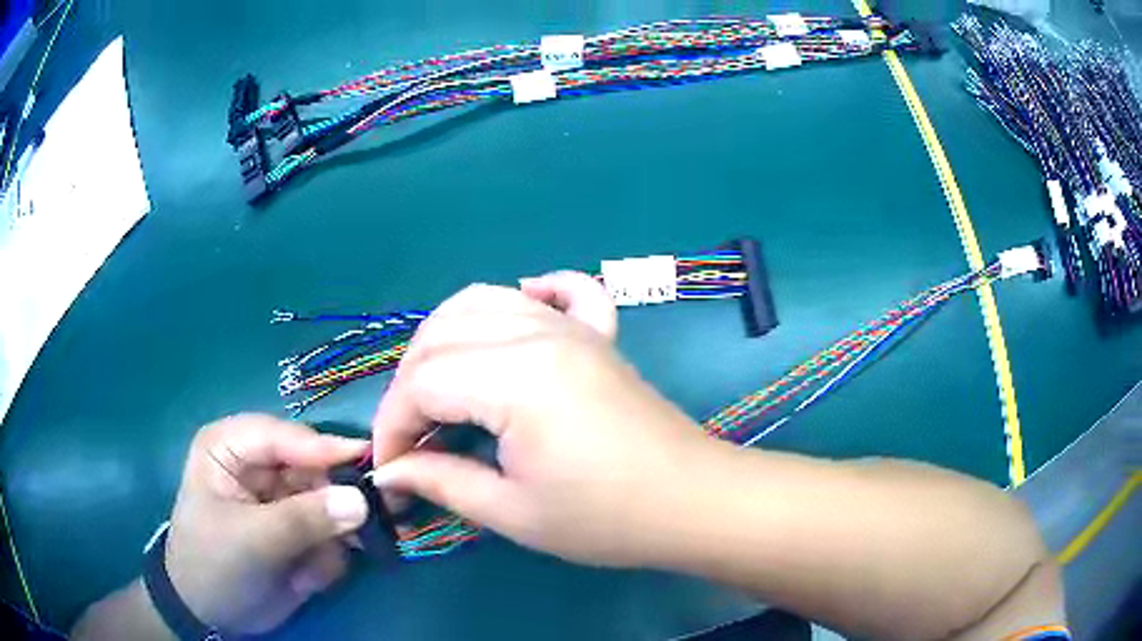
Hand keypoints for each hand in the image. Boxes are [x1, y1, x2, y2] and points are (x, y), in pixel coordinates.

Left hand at [164, 415, 369, 633]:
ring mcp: (280, 498)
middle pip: (313, 468)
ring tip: (310, 572)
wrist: (212, 614)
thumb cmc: (214, 564)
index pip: (281, 435)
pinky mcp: (297, 528)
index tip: (368, 459)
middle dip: (333, 503)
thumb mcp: (251, 541)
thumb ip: (303, 519)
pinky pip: (331, 534)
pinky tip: (305, 580)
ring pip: (329, 504)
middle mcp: (258, 465)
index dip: (323, 447)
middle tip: (360, 531)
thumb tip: (359, 500)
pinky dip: (326, 559)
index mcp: (230, 447)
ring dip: (329, 540)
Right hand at [371, 272, 716, 566]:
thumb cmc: (605, 519)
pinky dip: (530, 294)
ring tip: (438, 392)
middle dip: (409, 388)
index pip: (421, 383)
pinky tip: (518, 311)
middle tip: (412, 440)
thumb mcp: (513, 512)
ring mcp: (573, 327)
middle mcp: (538, 334)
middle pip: (441, 337)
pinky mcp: (599, 334)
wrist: (691, 502)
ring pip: (483, 302)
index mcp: (516, 378)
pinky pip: (561, 292)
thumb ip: (441, 482)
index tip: (389, 468)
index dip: (392, 426)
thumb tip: (389, 472)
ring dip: (445, 341)